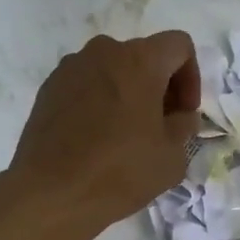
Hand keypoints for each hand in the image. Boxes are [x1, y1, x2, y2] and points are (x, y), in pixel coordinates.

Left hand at [10, 32, 200, 233]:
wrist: (50, 193)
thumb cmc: (119, 172)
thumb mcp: (172, 157)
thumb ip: (184, 126)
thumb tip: (180, 116)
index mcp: (139, 60)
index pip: (179, 46)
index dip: (191, 78)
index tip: (183, 113)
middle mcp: (103, 51)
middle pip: (144, 56)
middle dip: (159, 86)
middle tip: (160, 126)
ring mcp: (70, 68)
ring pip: (112, 70)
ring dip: (128, 93)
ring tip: (126, 134)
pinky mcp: (48, 88)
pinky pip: (86, 85)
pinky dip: (99, 102)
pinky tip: (95, 138)